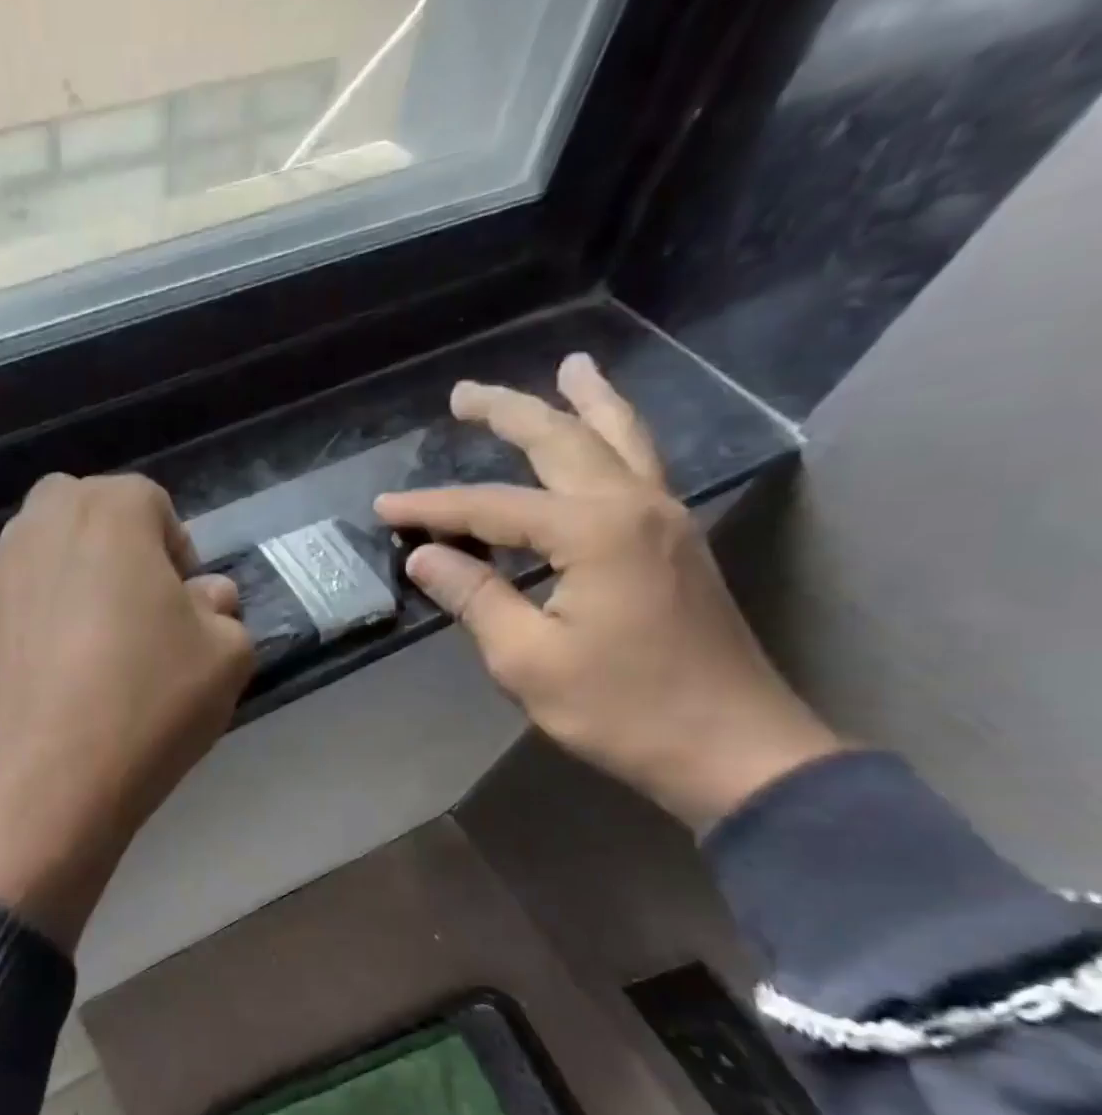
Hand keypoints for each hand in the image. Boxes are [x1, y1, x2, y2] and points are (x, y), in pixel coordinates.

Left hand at [0, 474, 253, 947]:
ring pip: (39, 558)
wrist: (50, 780)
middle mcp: (38, 527)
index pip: (150, 502)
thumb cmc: (148, 701)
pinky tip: (50, 682)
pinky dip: (31, 626)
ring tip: (88, 648)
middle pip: (83, 514)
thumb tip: (205, 597)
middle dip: (114, 548)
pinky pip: (10, 610)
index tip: (184, 604)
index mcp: (107, 513)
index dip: (175, 550)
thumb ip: (223, 610)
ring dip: (68, 582)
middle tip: (135, 611)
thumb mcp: (226, 656)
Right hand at [376, 353, 843, 829]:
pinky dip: (616, 437)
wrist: (731, 747)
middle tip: (464, 393)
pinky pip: (641, 466)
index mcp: (593, 532)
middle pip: (563, 441)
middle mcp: (635, 506)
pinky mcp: (677, 543)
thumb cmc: (621, 709)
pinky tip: (603, 437)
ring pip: (622, 439)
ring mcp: (666, 520)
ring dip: (585, 402)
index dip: (431, 508)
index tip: (383, 508)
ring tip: (569, 367)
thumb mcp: (527, 660)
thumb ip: (475, 597)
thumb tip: (425, 556)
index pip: (491, 506)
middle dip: (510, 412)